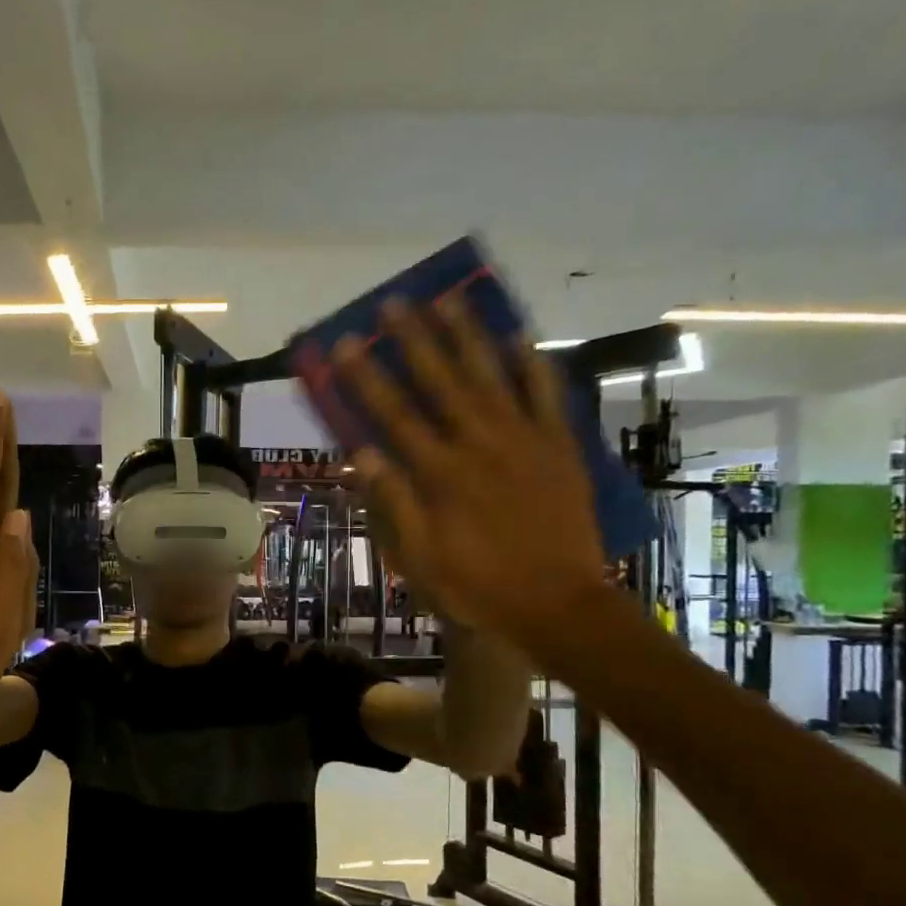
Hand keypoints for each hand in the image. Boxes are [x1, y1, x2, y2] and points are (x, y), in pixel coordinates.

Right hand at [327, 294, 607, 651]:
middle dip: (413, 340)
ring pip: (491, 376)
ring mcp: (524, 440)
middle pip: (441, 381)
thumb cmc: (480, 587)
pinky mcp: (559, 446)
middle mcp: (479, 444)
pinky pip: (546, 395)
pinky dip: (533, 365)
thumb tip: (362, 454)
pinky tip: (519, 337)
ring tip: (448, 300)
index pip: (394, 415)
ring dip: (467, 336)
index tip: (346, 343)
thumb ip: (394, 503)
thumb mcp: (421, 558)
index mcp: (440, 474)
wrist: (559, 605)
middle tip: (394, 302)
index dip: (367, 377)